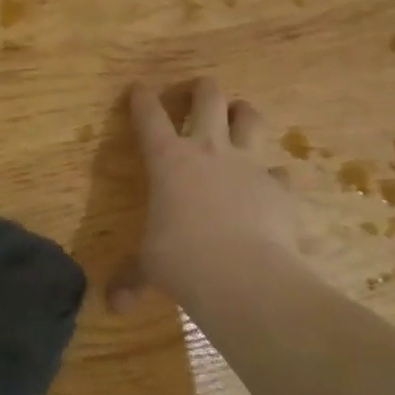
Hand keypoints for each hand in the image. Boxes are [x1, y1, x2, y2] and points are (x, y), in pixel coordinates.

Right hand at [113, 78, 305, 310]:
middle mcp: (208, 150)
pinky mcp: (281, 187)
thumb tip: (113, 306)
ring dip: (243, 112)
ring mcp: (248, 164)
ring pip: (250, 117)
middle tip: (196, 92)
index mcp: (168, 159)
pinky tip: (270, 187)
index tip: (138, 89)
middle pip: (208, 96)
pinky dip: (273, 175)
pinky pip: (280, 170)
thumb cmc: (183, 262)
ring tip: (238, 116)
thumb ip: (132, 280)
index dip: (141, 98)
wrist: (246, 277)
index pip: (149, 115)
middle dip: (201, 88)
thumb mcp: (150, 269)